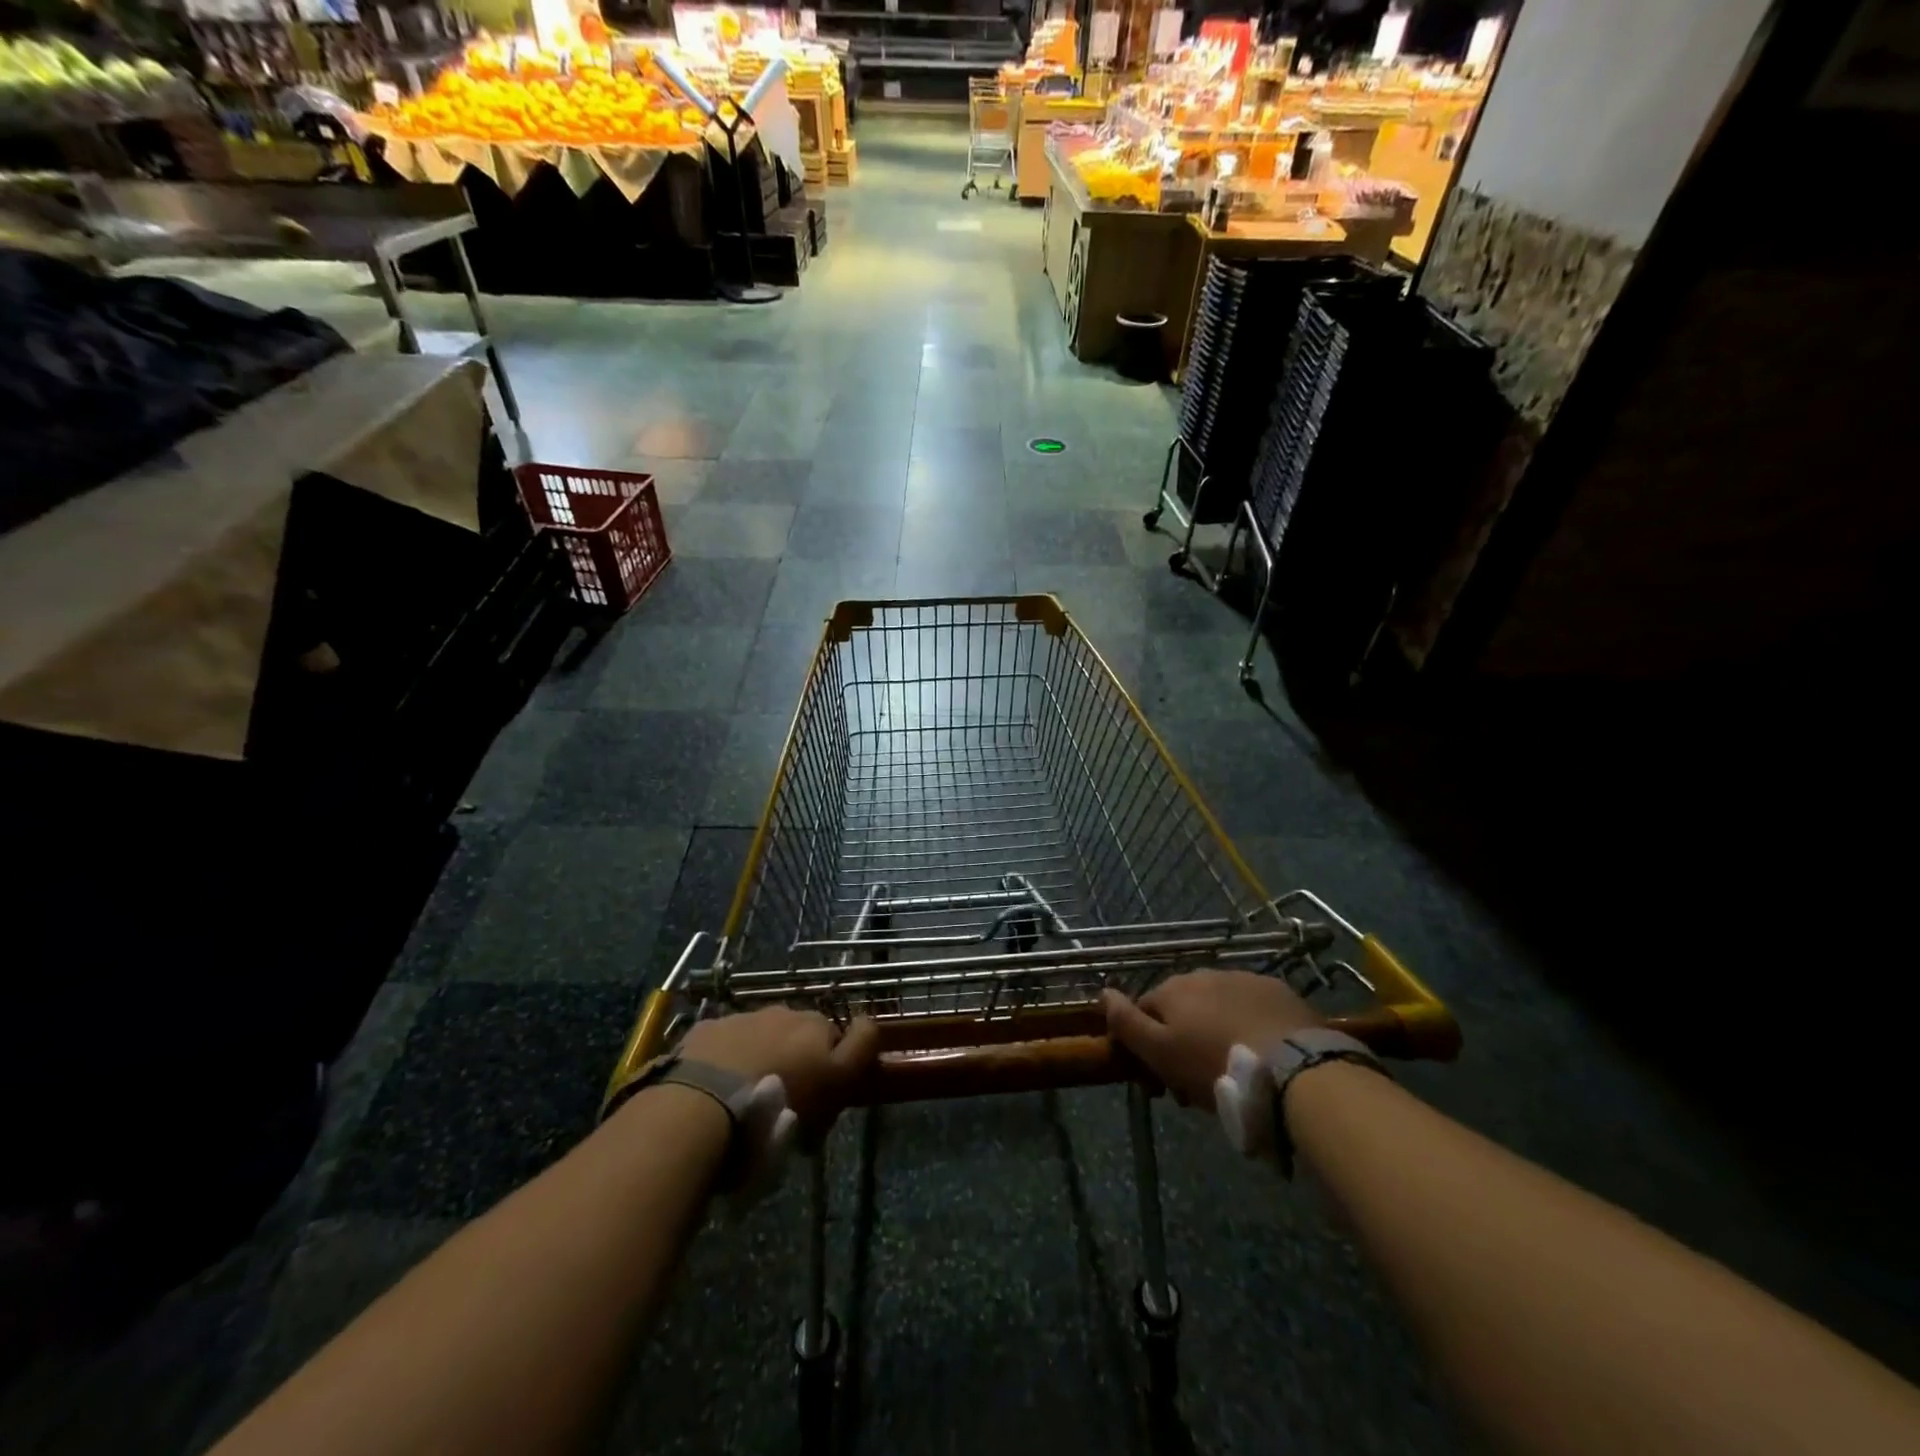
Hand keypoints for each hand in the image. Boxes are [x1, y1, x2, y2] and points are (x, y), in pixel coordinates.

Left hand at [681, 1007, 878, 1133]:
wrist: (702, 1106)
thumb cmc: (779, 1106)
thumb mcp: (833, 1088)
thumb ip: (856, 1053)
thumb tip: (867, 1027)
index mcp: (818, 1027)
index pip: (846, 1035)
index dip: (841, 1063)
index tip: (830, 1094)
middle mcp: (785, 1013)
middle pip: (802, 1035)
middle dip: (799, 1058)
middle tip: (788, 1098)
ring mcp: (744, 1018)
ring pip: (764, 1035)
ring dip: (762, 1055)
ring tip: (746, 1095)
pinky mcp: (708, 1029)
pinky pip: (727, 1041)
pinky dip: (727, 1057)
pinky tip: (716, 1086)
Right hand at [1103, 970, 1323, 1108]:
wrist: (1294, 1069)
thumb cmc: (1215, 1065)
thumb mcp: (1160, 1053)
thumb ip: (1127, 1023)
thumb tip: (1102, 992)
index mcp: (1172, 989)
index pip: (1144, 1012)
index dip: (1146, 1047)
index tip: (1160, 1083)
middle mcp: (1204, 974)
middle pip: (1182, 1009)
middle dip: (1183, 1040)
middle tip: (1197, 1085)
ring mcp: (1244, 979)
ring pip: (1217, 1007)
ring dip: (1215, 1032)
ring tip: (1231, 1070)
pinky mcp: (1278, 992)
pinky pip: (1252, 1008)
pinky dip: (1249, 1026)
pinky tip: (1260, 1054)